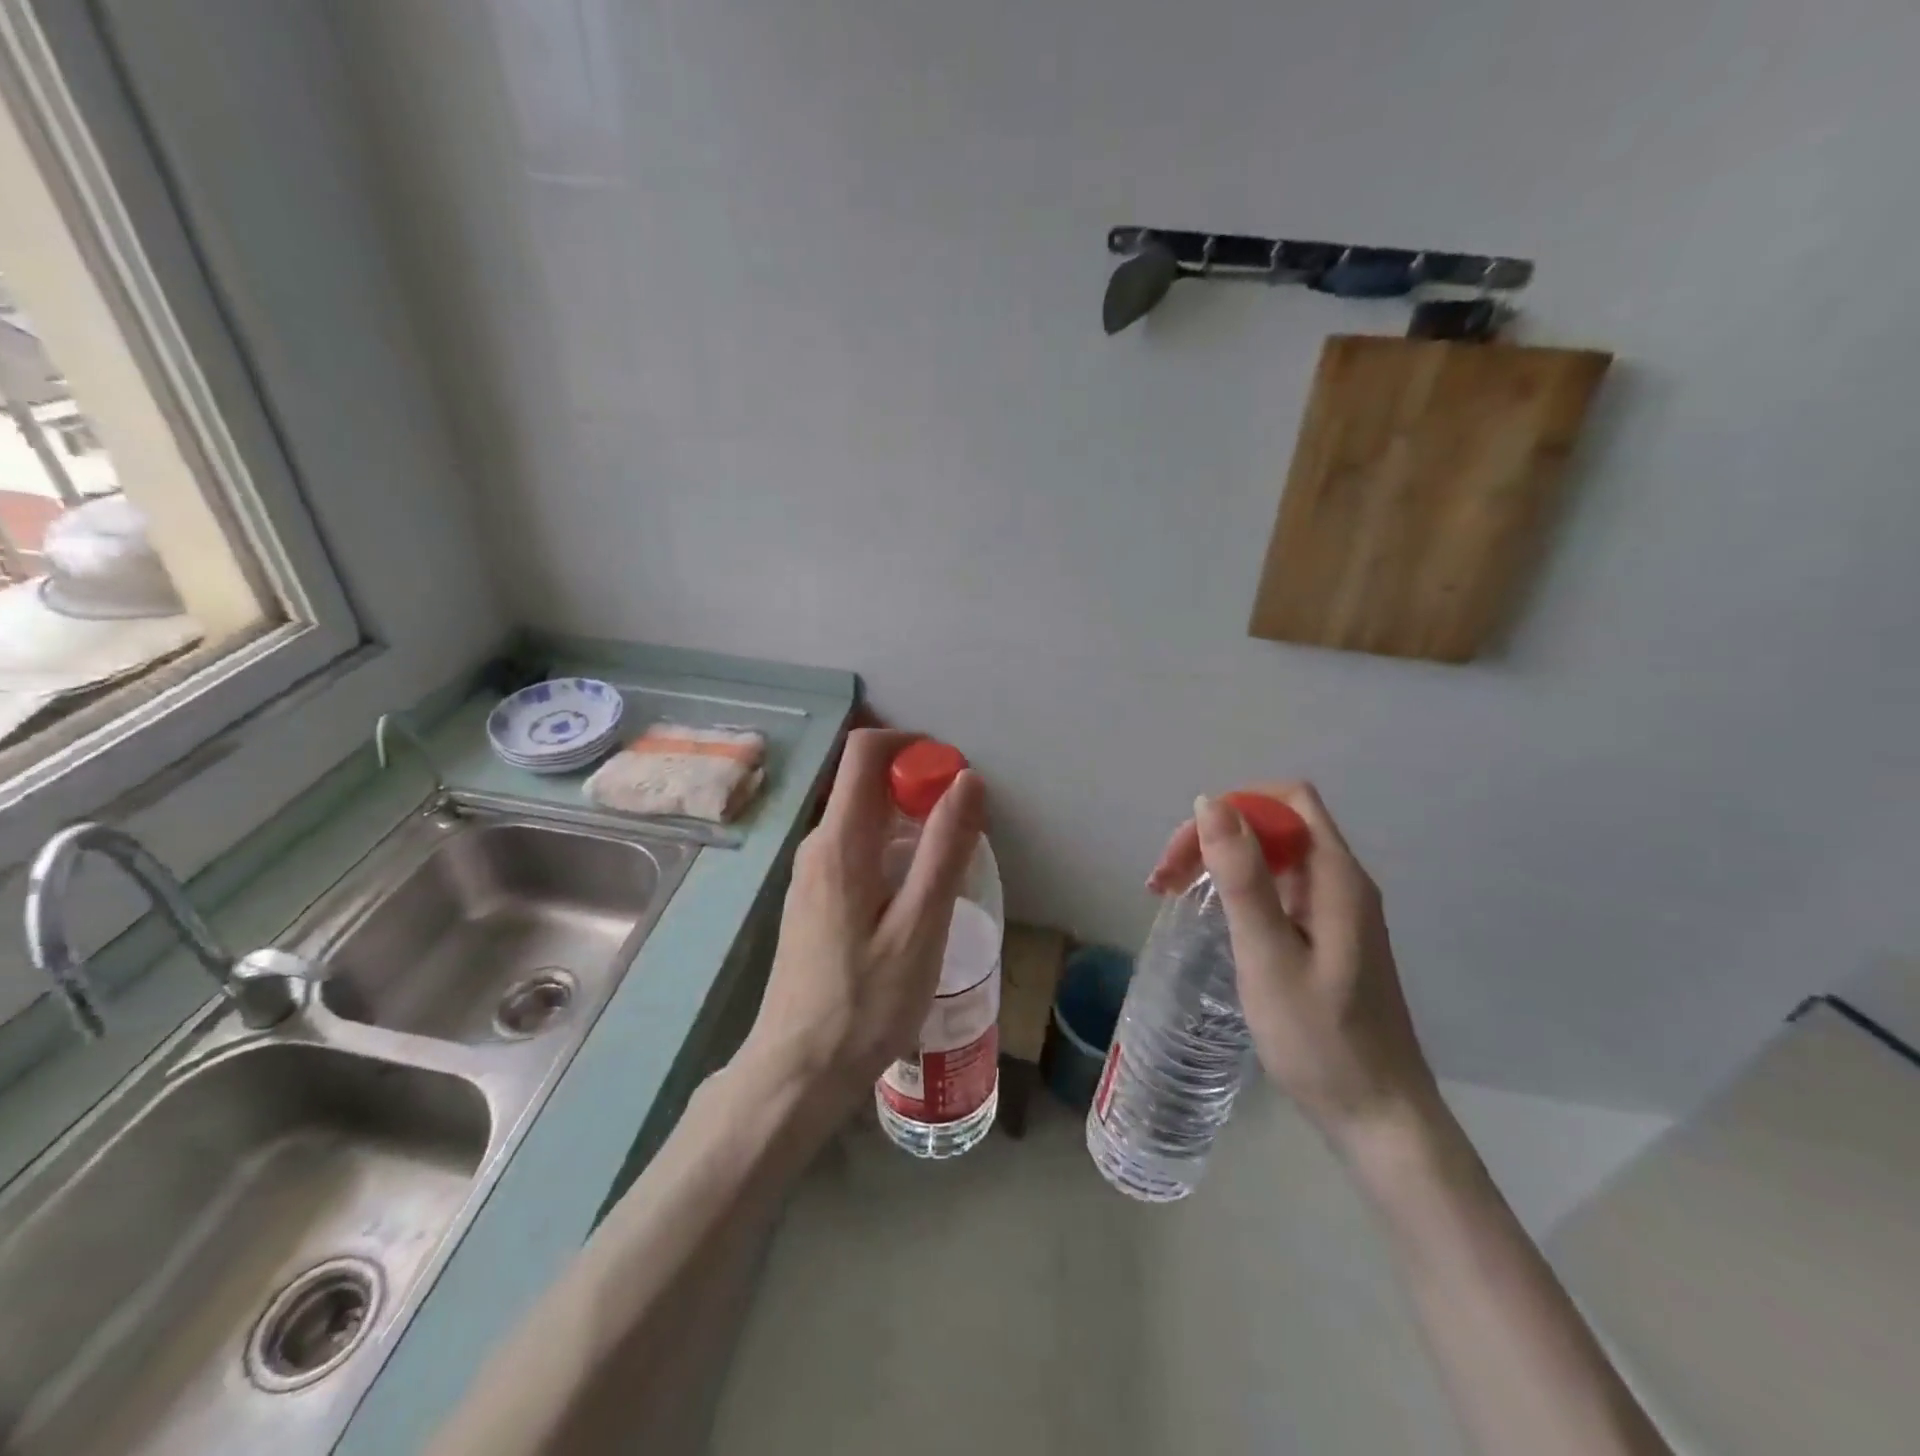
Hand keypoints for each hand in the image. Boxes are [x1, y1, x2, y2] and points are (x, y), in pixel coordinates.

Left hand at [741, 728, 985, 1119]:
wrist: (800, 1070)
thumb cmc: (866, 1001)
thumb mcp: (921, 926)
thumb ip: (945, 848)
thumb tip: (968, 780)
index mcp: (840, 841)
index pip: (864, 752)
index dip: (910, 745)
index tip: (952, 774)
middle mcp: (817, 845)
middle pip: (864, 782)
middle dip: (916, 783)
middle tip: (963, 824)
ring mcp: (810, 873)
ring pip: (861, 817)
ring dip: (907, 819)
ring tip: (948, 862)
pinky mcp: (814, 898)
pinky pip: (855, 848)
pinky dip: (890, 847)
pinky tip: (915, 895)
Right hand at [1147, 783, 1438, 1146]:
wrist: (1379, 1118)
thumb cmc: (1321, 1040)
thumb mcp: (1269, 956)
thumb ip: (1242, 877)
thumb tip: (1210, 803)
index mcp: (1337, 877)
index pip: (1287, 800)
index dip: (1234, 808)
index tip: (1189, 850)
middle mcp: (1342, 882)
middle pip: (1276, 823)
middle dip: (1217, 835)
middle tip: (1166, 880)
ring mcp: (1338, 910)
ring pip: (1274, 855)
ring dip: (1223, 861)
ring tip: (1175, 894)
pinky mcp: (1329, 935)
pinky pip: (1279, 887)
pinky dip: (1240, 889)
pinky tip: (1215, 919)